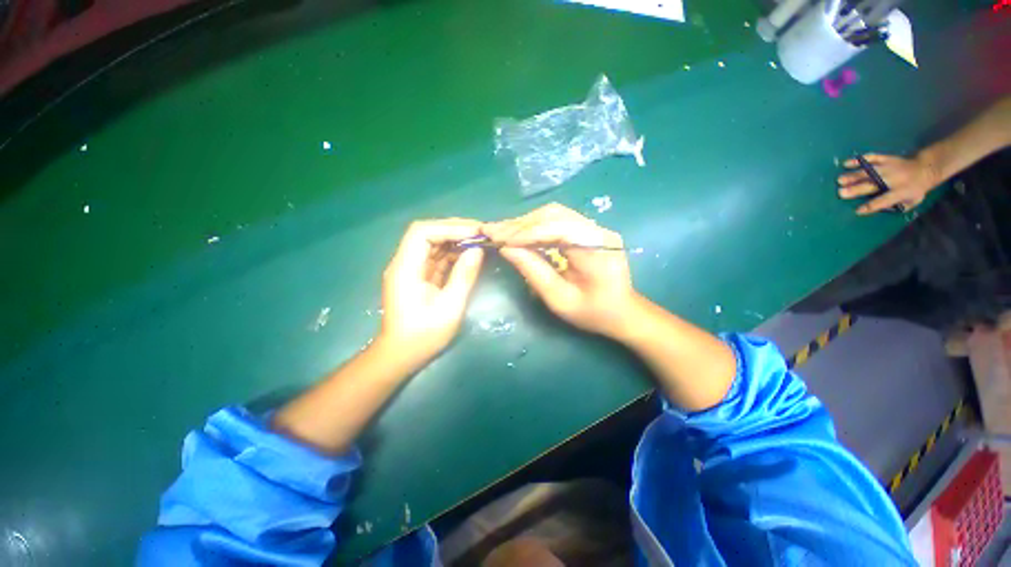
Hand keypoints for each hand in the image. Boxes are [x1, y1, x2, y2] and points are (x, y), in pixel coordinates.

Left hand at [378, 219, 484, 366]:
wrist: (402, 355)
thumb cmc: (424, 335)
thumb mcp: (449, 307)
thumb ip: (463, 276)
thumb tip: (477, 250)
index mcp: (405, 269)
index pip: (422, 232)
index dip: (449, 227)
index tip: (475, 232)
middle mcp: (404, 263)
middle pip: (427, 234)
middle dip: (454, 230)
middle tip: (481, 233)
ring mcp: (411, 270)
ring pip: (432, 244)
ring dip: (455, 240)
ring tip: (479, 241)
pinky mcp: (418, 277)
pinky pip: (436, 258)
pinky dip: (453, 253)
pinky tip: (469, 254)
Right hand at [483, 203, 637, 336]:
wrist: (623, 312)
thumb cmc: (593, 313)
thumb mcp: (559, 299)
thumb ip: (533, 271)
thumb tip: (506, 248)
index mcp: (597, 248)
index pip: (555, 228)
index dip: (522, 232)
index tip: (494, 236)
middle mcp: (598, 230)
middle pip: (553, 215)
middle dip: (520, 224)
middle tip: (492, 231)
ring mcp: (595, 227)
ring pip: (554, 214)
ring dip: (525, 223)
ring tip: (502, 233)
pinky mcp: (589, 230)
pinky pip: (558, 221)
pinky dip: (535, 226)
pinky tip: (519, 234)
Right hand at [837, 153, 940, 214]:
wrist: (926, 168)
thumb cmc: (917, 188)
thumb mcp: (912, 201)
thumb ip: (897, 206)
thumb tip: (881, 209)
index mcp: (901, 191)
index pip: (884, 201)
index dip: (871, 206)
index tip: (858, 210)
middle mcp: (893, 179)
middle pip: (872, 185)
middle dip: (856, 189)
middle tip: (841, 193)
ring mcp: (889, 167)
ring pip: (869, 172)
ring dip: (853, 175)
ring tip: (840, 179)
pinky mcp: (886, 158)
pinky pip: (872, 158)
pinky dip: (859, 160)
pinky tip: (847, 163)